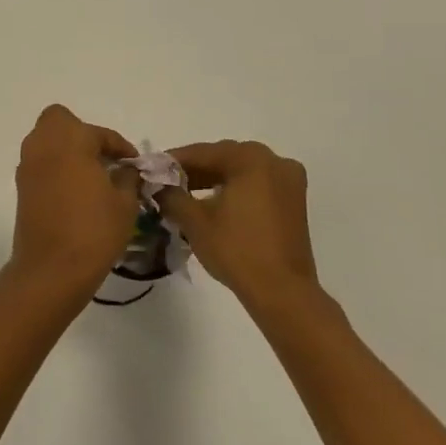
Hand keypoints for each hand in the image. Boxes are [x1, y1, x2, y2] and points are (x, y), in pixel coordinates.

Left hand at [10, 105, 138, 295]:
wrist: (52, 269)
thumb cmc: (94, 230)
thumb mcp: (125, 202)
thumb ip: (128, 177)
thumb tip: (126, 169)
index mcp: (70, 139)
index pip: (99, 133)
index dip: (120, 146)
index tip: (133, 163)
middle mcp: (43, 145)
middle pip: (60, 122)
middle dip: (82, 135)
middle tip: (104, 159)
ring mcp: (28, 166)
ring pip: (46, 142)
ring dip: (68, 151)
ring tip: (94, 178)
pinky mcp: (21, 188)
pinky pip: (41, 165)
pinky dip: (57, 169)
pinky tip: (77, 193)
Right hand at [156, 140, 321, 309]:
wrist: (282, 292)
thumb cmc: (236, 250)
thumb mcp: (194, 220)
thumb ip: (170, 195)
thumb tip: (157, 185)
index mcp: (250, 158)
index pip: (202, 152)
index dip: (172, 161)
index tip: (151, 169)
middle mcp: (274, 160)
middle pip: (224, 158)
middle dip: (194, 170)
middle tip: (166, 183)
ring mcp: (288, 180)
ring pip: (241, 171)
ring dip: (213, 180)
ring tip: (185, 195)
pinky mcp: (294, 201)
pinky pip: (256, 185)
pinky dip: (234, 190)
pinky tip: (213, 204)